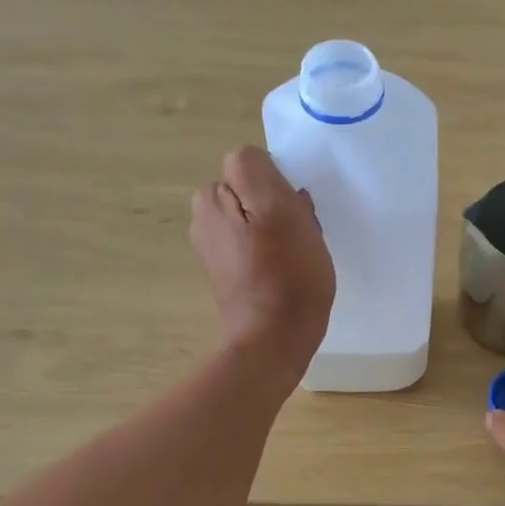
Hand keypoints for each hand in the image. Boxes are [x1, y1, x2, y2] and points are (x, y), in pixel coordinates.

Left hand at [190, 146, 333, 378]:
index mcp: (212, 197)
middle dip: (279, 206)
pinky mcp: (229, 272)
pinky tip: (286, 273)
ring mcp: (215, 247)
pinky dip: (273, 252)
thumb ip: (257, 171)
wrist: (274, 341)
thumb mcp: (279, 211)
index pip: (254, 164)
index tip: (294, 212)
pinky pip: (257, 244)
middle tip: (299, 235)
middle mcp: (205, 217)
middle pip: (255, 191)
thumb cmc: (286, 277)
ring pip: (259, 218)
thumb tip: (257, 165)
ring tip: (296, 256)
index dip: (280, 184)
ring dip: (280, 230)